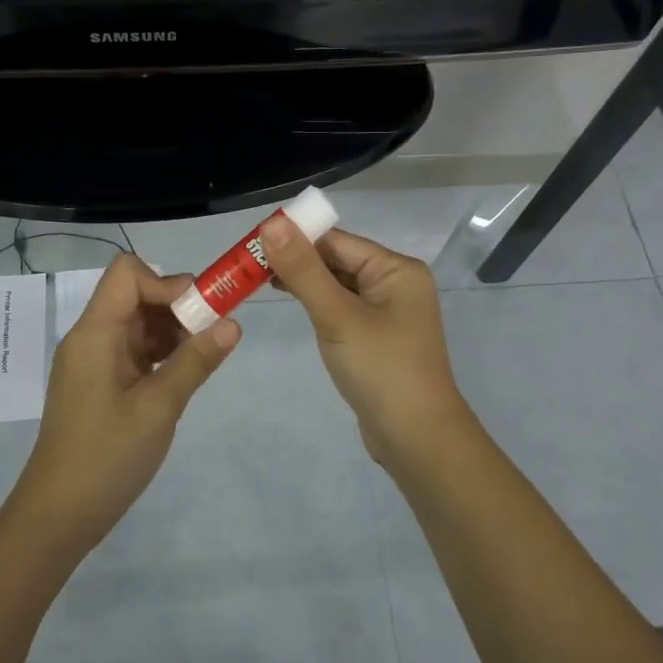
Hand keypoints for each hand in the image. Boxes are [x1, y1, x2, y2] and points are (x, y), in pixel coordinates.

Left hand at [5, 254, 240, 554]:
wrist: (59, 515)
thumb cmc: (106, 457)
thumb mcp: (158, 408)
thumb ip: (195, 362)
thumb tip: (233, 323)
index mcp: (95, 333)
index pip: (127, 273)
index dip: (166, 282)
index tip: (200, 312)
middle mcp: (92, 337)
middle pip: (135, 294)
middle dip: (177, 305)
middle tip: (213, 334)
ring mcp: (96, 360)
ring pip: (139, 322)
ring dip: (173, 330)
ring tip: (204, 357)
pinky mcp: (102, 382)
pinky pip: (135, 349)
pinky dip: (162, 353)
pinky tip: (184, 374)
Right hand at [262, 216, 474, 463]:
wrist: (416, 439)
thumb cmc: (380, 369)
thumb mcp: (337, 316)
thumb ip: (303, 269)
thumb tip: (271, 223)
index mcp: (396, 269)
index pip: (337, 241)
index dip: (295, 238)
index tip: (252, 243)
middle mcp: (396, 283)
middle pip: (337, 260)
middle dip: (296, 260)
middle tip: (247, 264)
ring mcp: (388, 312)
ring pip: (338, 285)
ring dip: (304, 282)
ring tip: (258, 281)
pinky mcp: (377, 337)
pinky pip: (342, 308)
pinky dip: (317, 304)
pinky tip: (292, 304)